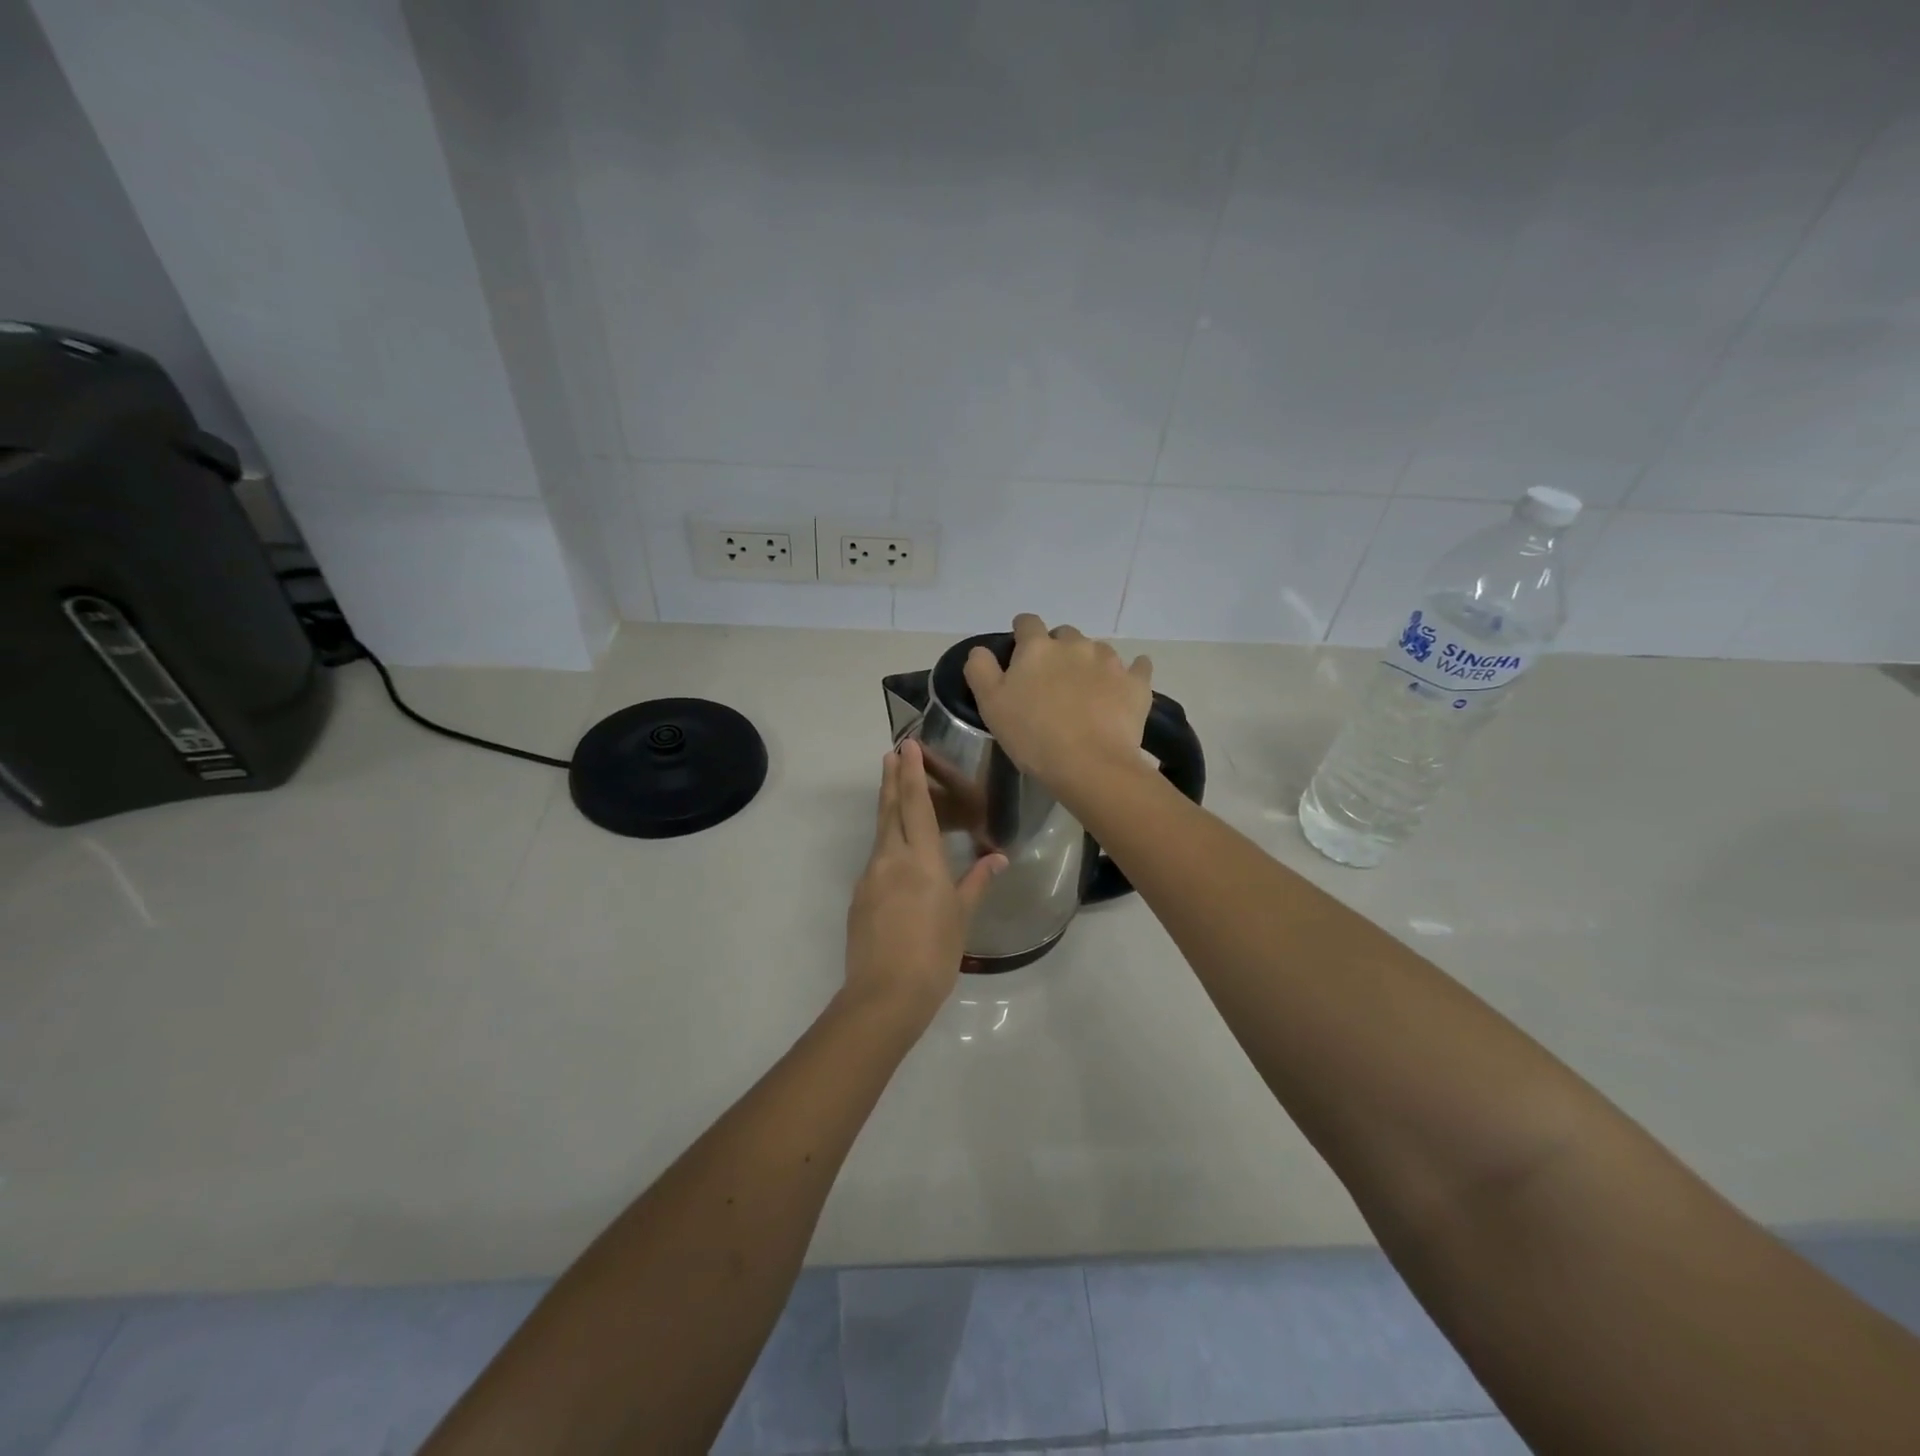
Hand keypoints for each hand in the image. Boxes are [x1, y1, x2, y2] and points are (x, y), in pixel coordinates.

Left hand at [842, 739, 1005, 1029]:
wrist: (885, 994)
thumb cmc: (935, 953)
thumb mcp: (962, 916)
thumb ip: (977, 881)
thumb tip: (998, 858)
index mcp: (921, 859)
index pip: (917, 805)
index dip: (912, 773)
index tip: (906, 746)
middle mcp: (891, 858)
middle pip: (890, 809)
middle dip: (892, 779)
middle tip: (892, 753)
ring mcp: (870, 876)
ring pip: (881, 832)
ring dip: (888, 807)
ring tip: (894, 790)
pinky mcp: (859, 896)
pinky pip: (876, 859)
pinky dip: (886, 842)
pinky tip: (895, 851)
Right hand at [963, 613, 1153, 799]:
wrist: (1090, 765)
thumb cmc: (1033, 736)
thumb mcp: (990, 705)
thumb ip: (980, 669)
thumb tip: (982, 650)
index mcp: (1037, 647)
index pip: (1027, 623)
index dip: (1022, 635)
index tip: (1019, 654)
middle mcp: (1076, 644)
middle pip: (1064, 634)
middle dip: (1057, 650)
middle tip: (1052, 681)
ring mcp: (1111, 661)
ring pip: (1098, 650)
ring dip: (1089, 663)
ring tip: (1086, 692)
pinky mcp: (1137, 683)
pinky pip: (1138, 667)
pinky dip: (1131, 672)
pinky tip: (1125, 687)